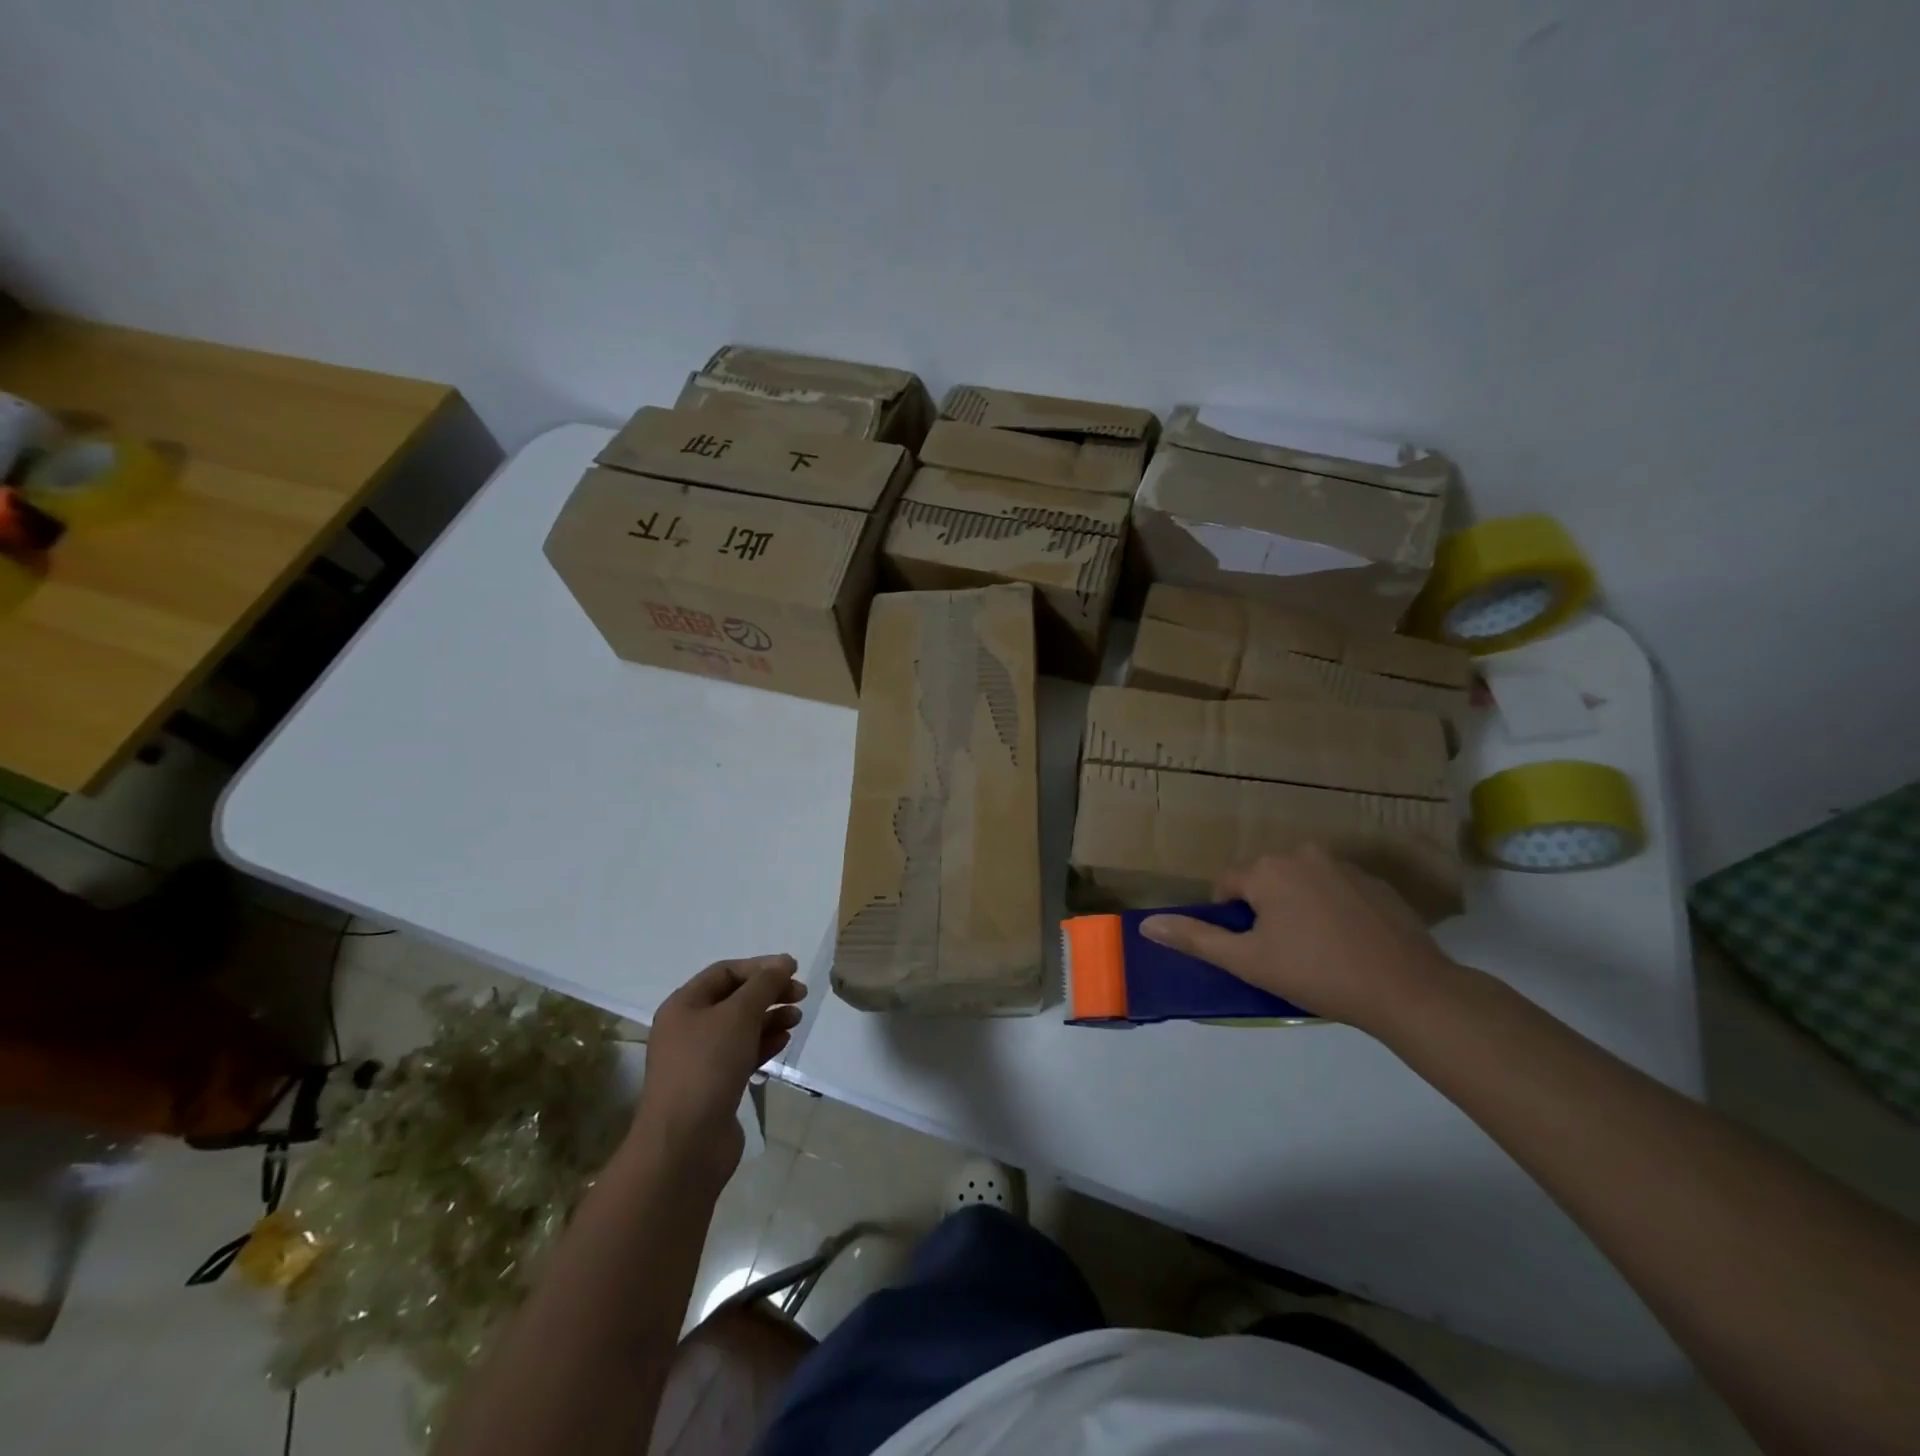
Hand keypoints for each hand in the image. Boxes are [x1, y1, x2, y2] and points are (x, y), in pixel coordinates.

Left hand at [630, 955, 805, 1190]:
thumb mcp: (739, 1014)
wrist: (686, 1144)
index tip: (794, 970)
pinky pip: (742, 1054)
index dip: (760, 967)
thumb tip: (783, 962)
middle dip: (768, 993)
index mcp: (684, 1005)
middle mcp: (688, 1029)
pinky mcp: (714, 1086)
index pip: (725, 972)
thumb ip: (764, 984)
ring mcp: (700, 1060)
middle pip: (734, 999)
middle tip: (801, 995)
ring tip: (797, 1018)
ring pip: (741, 1028)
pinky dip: (764, 1044)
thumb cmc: (708, 1066)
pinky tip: (784, 1042)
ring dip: (770, 1018)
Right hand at [1140, 847, 1456, 1028]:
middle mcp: (1302, 854)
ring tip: (1315, 949)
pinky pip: (1335, 889)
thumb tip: (1147, 925)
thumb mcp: (1248, 961)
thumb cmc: (1317, 973)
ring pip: (1300, 883)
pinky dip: (1331, 909)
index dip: (1230, 919)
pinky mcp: (1376, 883)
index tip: (1250, 950)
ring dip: (1297, 907)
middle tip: (1280, 952)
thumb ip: (1196, 938)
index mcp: (1267, 869)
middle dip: (1263, 910)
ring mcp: (1344, 865)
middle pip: (1264, 880)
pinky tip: (1346, 943)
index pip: (1226, 884)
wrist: (1407, 989)